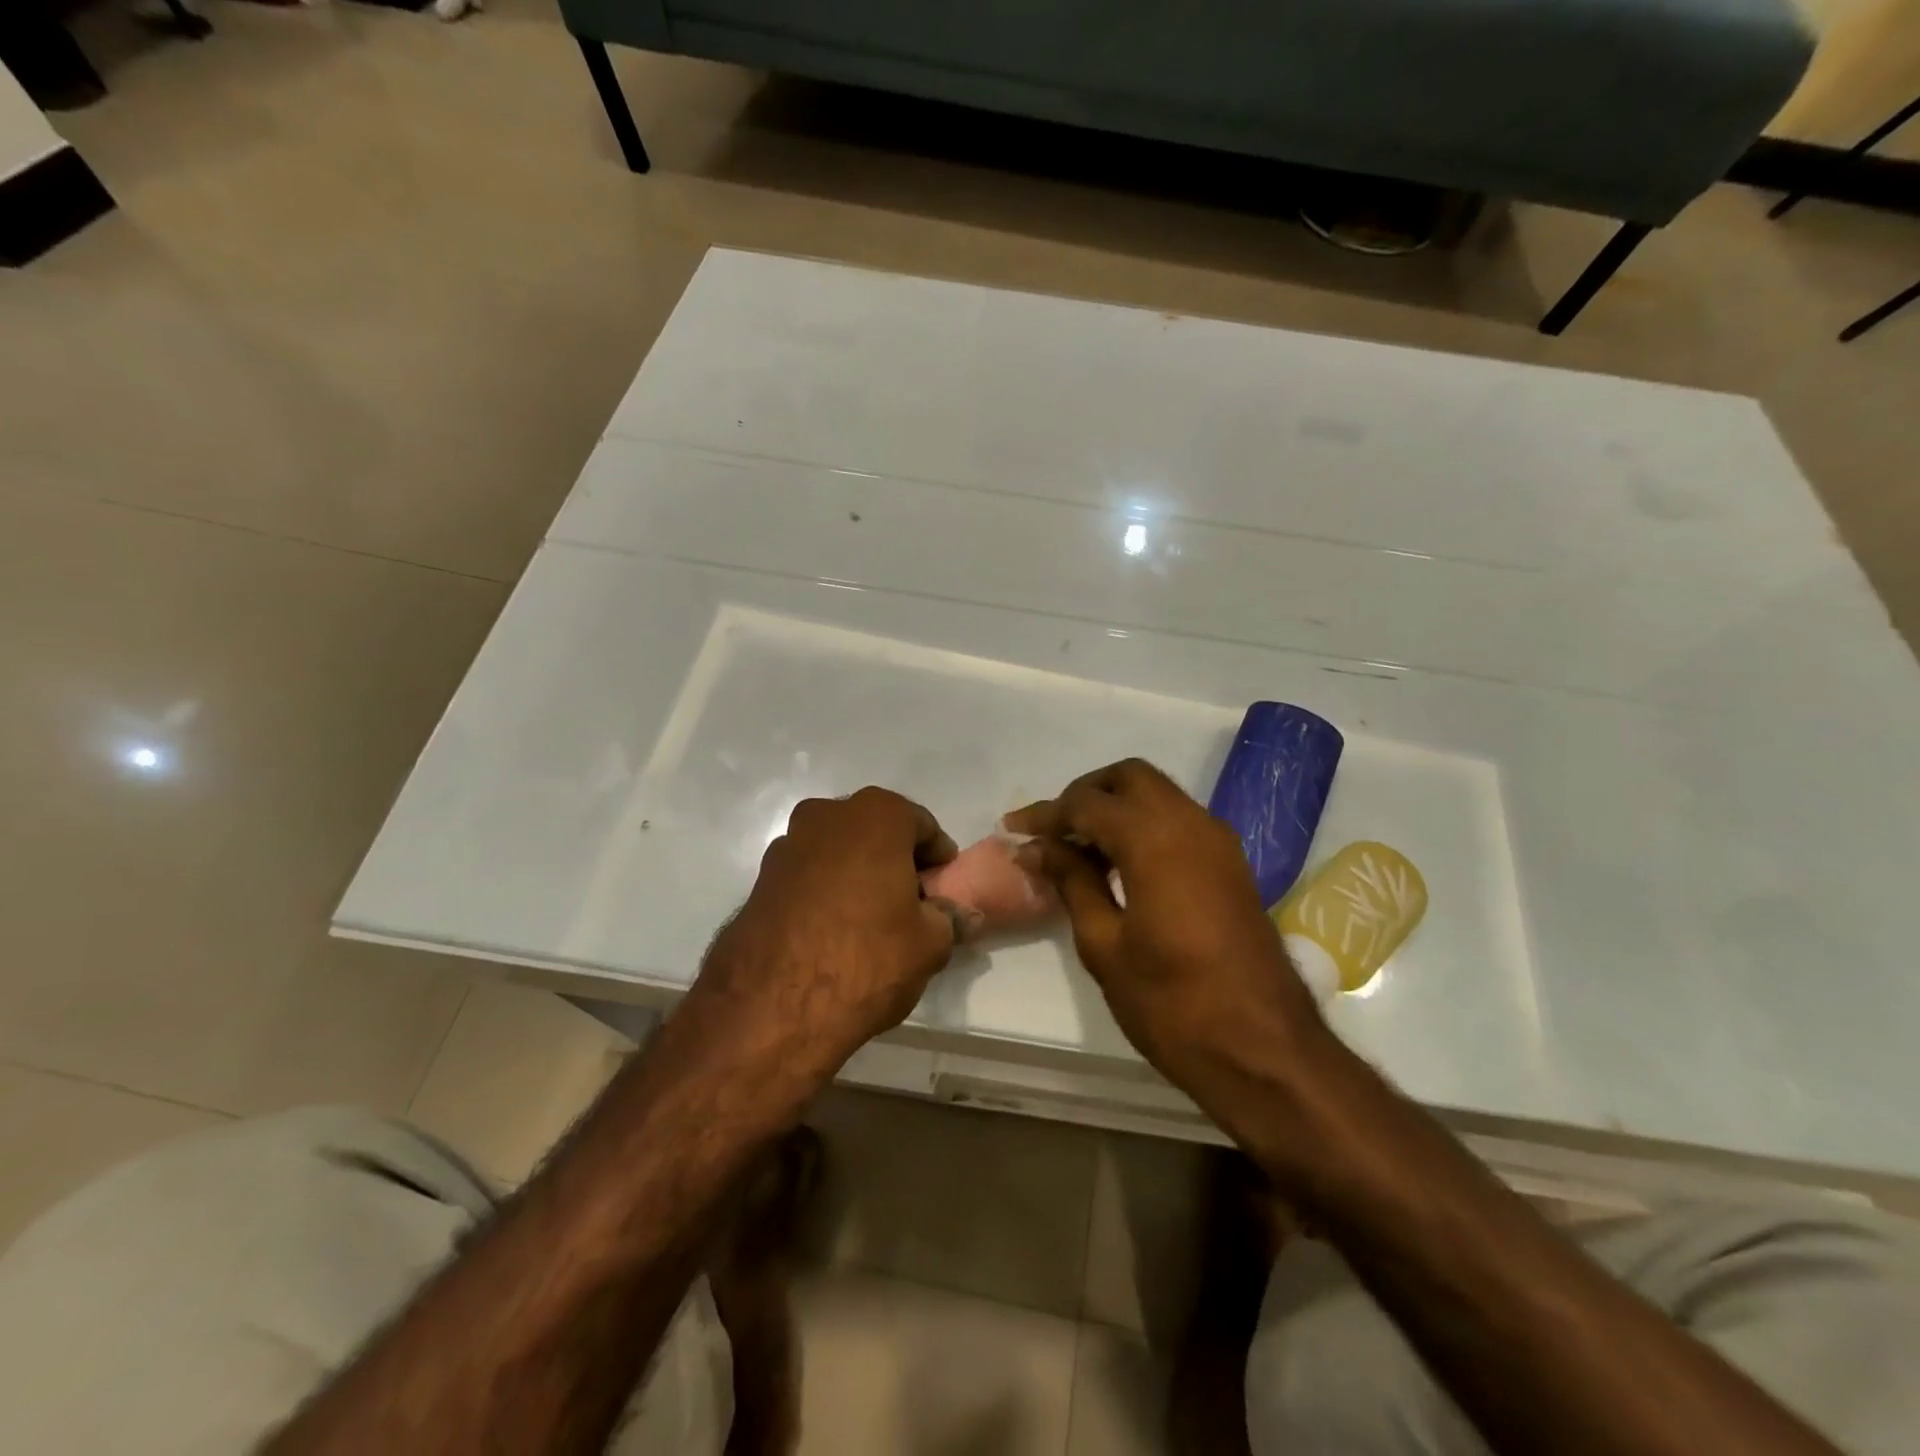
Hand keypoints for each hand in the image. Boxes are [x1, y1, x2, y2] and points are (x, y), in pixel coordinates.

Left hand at [699, 788, 961, 1074]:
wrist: (772, 1006)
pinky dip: (825, 891)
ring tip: (870, 920)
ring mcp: (788, 844)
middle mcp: (828, 815)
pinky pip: (809, 875)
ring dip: (857, 874)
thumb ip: (949, 919)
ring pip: (839, 851)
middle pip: (876, 832)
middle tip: (911, 903)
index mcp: (877, 815)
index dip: (938, 858)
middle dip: (896, 861)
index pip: (922, 826)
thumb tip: (961, 914)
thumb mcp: (929, 944)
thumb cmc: (867, 958)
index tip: (942, 889)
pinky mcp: (761, 878)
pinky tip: (833, 930)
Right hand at [1006, 759, 1328, 1102]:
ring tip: (1078, 849)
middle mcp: (1191, 824)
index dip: (1046, 813)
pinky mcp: (1231, 864)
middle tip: (1053, 830)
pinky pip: (1179, 820)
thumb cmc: (1173, 1004)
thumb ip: (1072, 882)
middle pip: (1130, 778)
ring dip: (1116, 807)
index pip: (1088, 803)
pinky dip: (1144, 825)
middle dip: (1086, 793)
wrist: (1265, 1051)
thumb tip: (1040, 848)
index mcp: (1155, 839)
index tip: (1013, 830)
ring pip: (1158, 795)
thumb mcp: (1105, 945)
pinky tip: (1118, 864)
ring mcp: (1218, 842)